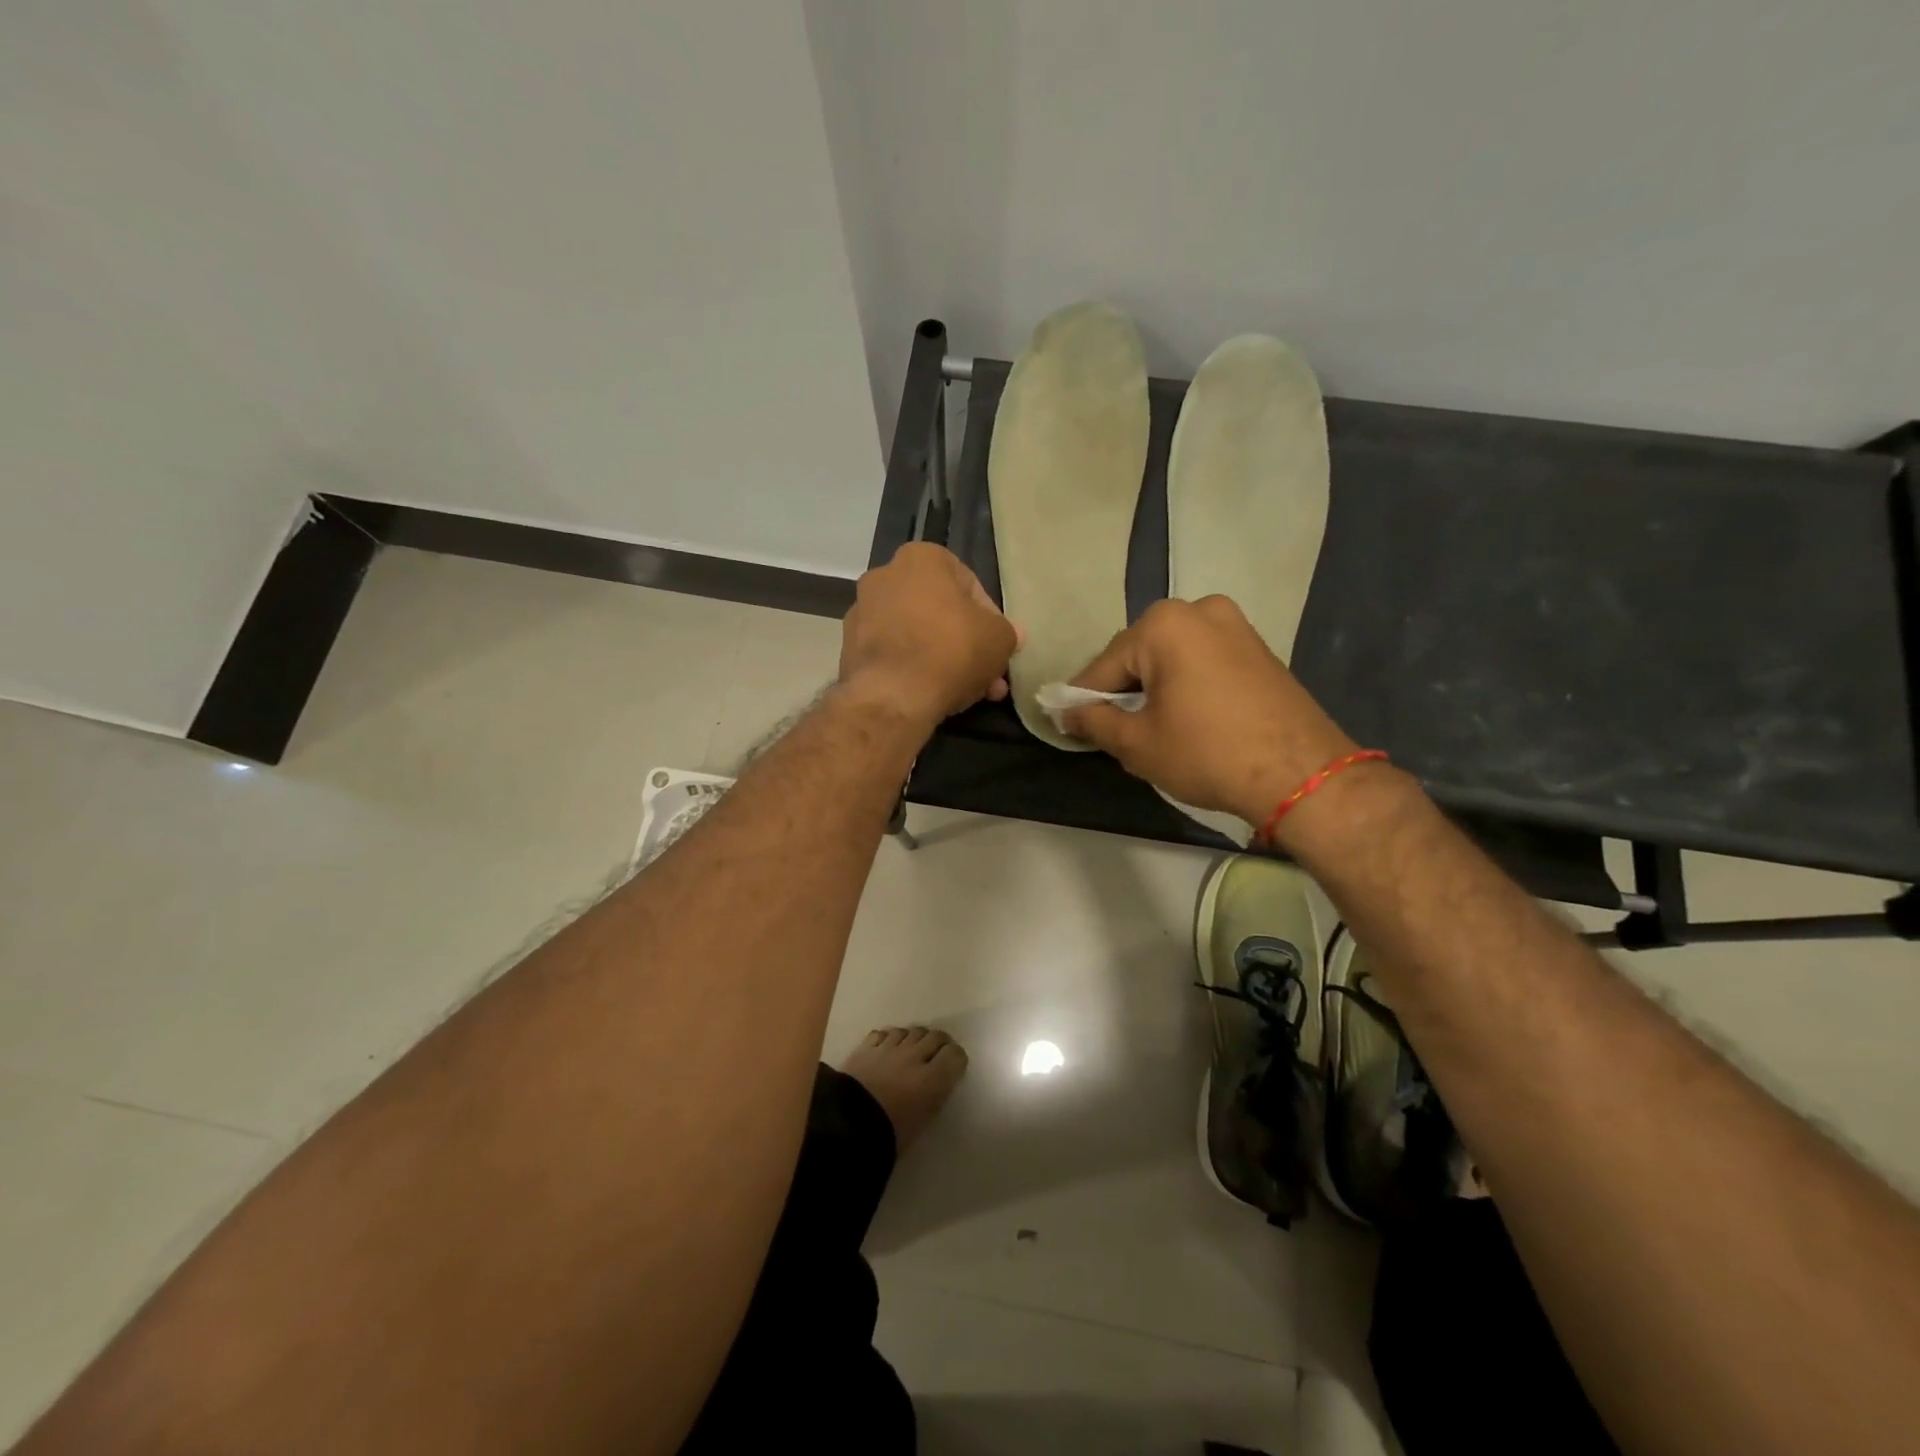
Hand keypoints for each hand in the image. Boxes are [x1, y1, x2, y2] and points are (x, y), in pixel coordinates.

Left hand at [838, 543, 1020, 731]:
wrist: (893, 695)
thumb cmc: (952, 650)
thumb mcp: (998, 639)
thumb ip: (1007, 632)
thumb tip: (1011, 634)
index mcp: (921, 558)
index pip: (969, 585)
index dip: (990, 619)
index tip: (997, 646)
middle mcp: (884, 576)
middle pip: (940, 611)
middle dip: (966, 643)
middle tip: (987, 673)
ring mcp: (862, 613)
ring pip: (917, 635)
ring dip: (943, 659)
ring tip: (968, 692)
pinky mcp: (849, 648)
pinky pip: (894, 654)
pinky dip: (914, 670)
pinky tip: (935, 695)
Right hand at [1062, 596, 1359, 828]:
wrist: (1301, 774)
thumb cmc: (1207, 753)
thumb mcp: (1138, 743)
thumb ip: (1094, 722)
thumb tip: (1065, 714)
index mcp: (1163, 625)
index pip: (1104, 666)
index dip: (1083, 700)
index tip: (1069, 725)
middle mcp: (1199, 610)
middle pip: (1139, 655)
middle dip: (1122, 691)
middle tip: (1113, 731)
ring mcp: (1234, 624)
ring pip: (1172, 657)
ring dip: (1154, 687)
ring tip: (1150, 728)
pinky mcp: (1257, 646)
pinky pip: (1202, 660)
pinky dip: (1185, 684)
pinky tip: (1185, 717)